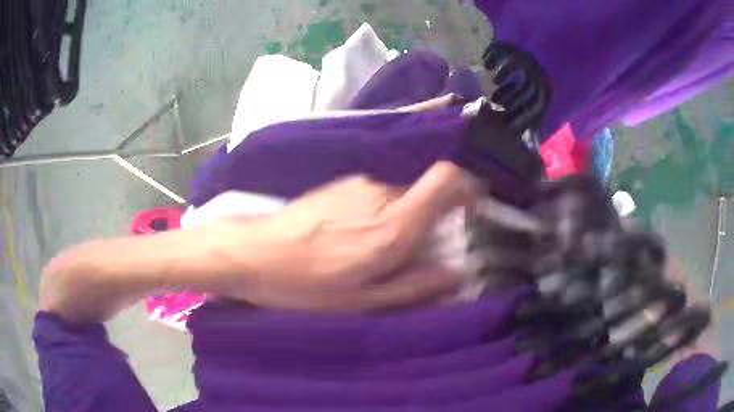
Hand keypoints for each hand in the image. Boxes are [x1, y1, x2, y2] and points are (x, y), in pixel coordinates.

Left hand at [211, 161, 478, 310]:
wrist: (254, 252)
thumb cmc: (305, 285)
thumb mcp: (362, 302)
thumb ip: (414, 287)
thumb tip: (455, 275)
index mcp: (392, 224)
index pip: (445, 179)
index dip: (467, 188)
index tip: (471, 211)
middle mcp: (380, 193)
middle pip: (424, 194)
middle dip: (428, 223)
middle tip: (409, 256)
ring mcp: (357, 184)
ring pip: (398, 198)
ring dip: (399, 222)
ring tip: (370, 253)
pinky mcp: (340, 184)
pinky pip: (375, 196)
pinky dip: (378, 215)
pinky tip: (349, 239)